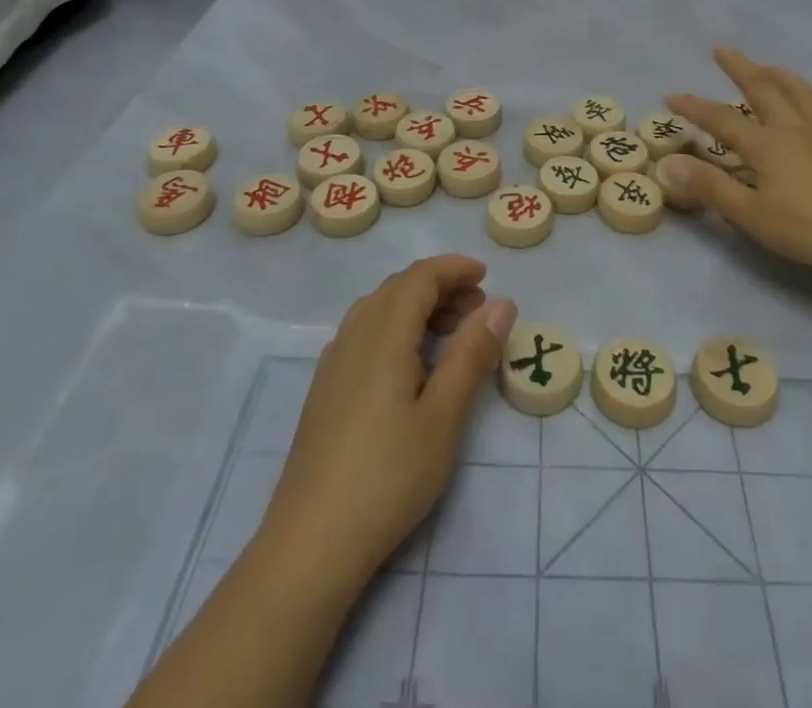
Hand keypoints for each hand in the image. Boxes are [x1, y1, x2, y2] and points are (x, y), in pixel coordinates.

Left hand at [261, 256, 517, 587]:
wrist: (311, 543)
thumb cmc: (387, 476)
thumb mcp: (443, 416)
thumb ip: (472, 354)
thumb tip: (501, 303)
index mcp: (384, 333)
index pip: (420, 277)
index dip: (454, 269)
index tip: (486, 277)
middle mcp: (354, 335)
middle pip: (398, 287)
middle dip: (441, 287)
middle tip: (478, 309)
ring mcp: (334, 362)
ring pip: (379, 309)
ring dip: (417, 306)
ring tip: (452, 334)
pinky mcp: (325, 389)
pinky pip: (364, 332)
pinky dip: (396, 327)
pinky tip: (410, 363)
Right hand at [663, 46, 811, 267]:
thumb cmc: (809, 226)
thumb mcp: (752, 214)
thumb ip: (711, 188)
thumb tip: (670, 165)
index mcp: (766, 144)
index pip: (720, 119)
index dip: (694, 106)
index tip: (670, 96)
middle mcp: (793, 128)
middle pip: (763, 88)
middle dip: (739, 67)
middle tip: (722, 49)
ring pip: (799, 91)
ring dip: (778, 74)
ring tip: (767, 65)